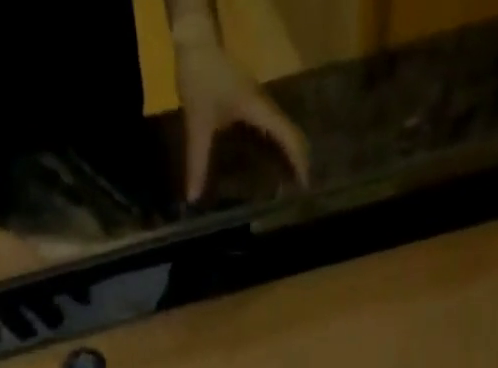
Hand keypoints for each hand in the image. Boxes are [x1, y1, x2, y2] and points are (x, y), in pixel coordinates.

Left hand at [173, 29, 308, 200]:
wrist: (195, 39)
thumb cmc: (199, 77)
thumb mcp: (197, 123)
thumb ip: (197, 161)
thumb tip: (193, 198)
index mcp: (259, 108)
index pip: (288, 136)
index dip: (299, 161)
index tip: (305, 187)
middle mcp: (265, 105)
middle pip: (291, 134)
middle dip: (298, 162)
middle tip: (298, 194)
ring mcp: (259, 102)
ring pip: (282, 131)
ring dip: (288, 155)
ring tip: (288, 185)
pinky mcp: (251, 103)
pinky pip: (270, 129)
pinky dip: (275, 148)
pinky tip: (268, 166)